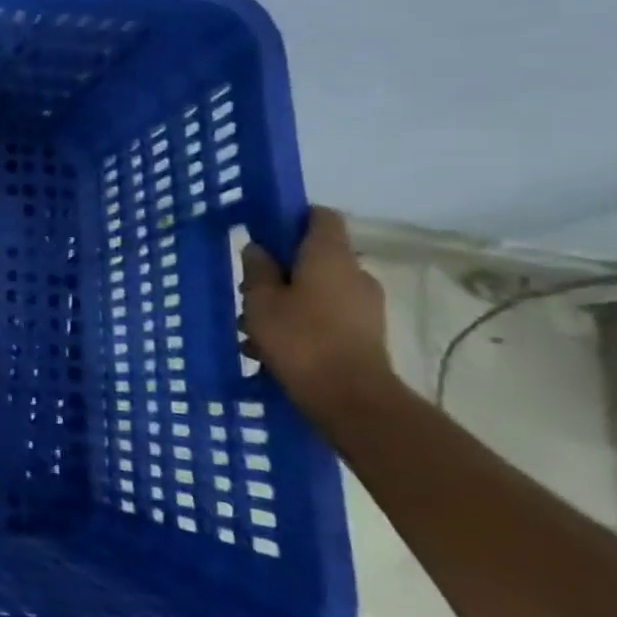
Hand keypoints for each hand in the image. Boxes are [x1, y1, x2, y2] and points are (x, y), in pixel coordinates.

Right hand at [240, 207, 393, 418]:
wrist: (351, 400)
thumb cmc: (300, 338)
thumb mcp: (260, 300)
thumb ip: (257, 269)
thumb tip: (258, 249)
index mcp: (330, 255)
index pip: (320, 216)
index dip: (293, 218)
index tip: (266, 233)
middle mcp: (355, 273)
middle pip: (315, 257)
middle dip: (281, 270)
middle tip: (250, 291)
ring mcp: (365, 306)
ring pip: (318, 290)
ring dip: (287, 302)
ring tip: (253, 329)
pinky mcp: (367, 335)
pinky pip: (327, 317)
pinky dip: (302, 324)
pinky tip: (272, 349)